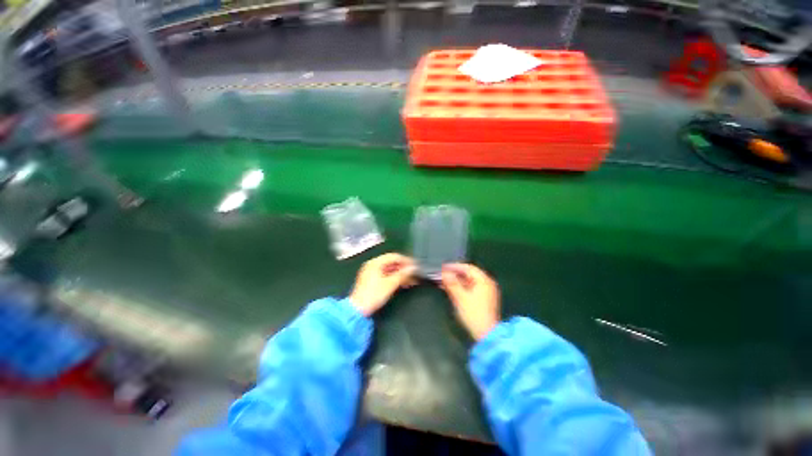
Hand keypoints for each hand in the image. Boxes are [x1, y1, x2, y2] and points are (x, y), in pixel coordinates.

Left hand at [349, 253, 416, 316]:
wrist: (358, 309)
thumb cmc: (374, 295)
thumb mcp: (390, 284)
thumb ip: (402, 274)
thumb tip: (413, 268)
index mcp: (375, 262)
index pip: (394, 256)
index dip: (406, 260)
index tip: (416, 266)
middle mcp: (373, 265)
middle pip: (392, 263)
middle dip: (404, 269)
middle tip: (415, 274)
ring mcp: (372, 272)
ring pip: (390, 270)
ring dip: (401, 274)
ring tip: (412, 281)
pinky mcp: (372, 280)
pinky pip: (386, 275)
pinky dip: (395, 278)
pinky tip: (403, 284)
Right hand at [441, 263, 499, 340]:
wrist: (486, 334)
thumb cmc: (473, 313)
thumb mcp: (460, 297)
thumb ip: (452, 283)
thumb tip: (444, 272)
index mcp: (484, 280)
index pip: (468, 268)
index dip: (454, 266)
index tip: (442, 267)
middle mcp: (487, 283)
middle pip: (469, 274)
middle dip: (454, 274)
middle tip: (441, 275)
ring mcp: (486, 292)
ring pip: (469, 282)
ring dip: (456, 281)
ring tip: (443, 282)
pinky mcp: (483, 300)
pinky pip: (470, 289)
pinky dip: (461, 288)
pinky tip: (450, 290)